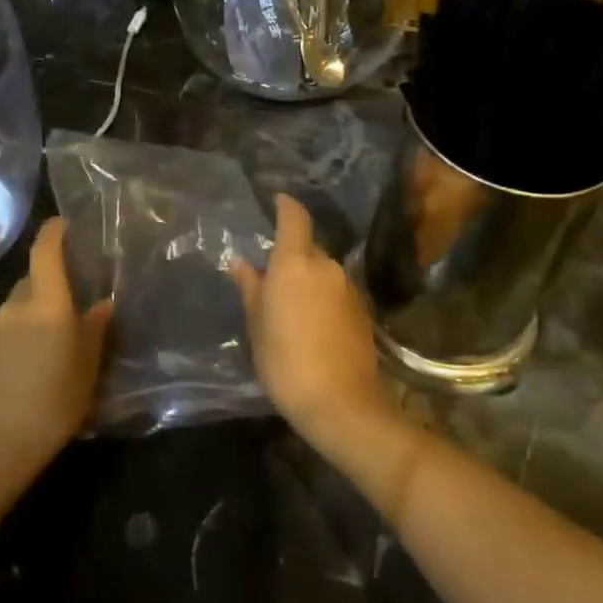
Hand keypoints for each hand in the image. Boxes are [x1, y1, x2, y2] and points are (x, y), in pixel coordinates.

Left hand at [0, 218, 110, 494]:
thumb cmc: (55, 404)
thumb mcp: (88, 369)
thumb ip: (94, 330)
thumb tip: (101, 305)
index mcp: (46, 305)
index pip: (45, 252)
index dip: (53, 232)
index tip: (62, 224)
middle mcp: (12, 307)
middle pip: (30, 284)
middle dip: (46, 291)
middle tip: (63, 317)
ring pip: (11, 313)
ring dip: (25, 322)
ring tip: (38, 356)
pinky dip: (5, 346)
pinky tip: (13, 376)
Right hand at [231, 194, 395, 454]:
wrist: (341, 403)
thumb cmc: (285, 361)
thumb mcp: (257, 325)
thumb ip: (250, 288)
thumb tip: (241, 262)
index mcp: (295, 263)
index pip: (294, 218)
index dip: (286, 205)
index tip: (276, 200)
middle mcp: (326, 266)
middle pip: (308, 247)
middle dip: (291, 255)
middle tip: (270, 278)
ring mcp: (348, 287)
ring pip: (323, 271)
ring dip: (307, 279)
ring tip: (289, 306)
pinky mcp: (362, 310)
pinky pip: (336, 291)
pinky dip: (323, 297)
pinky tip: (312, 323)